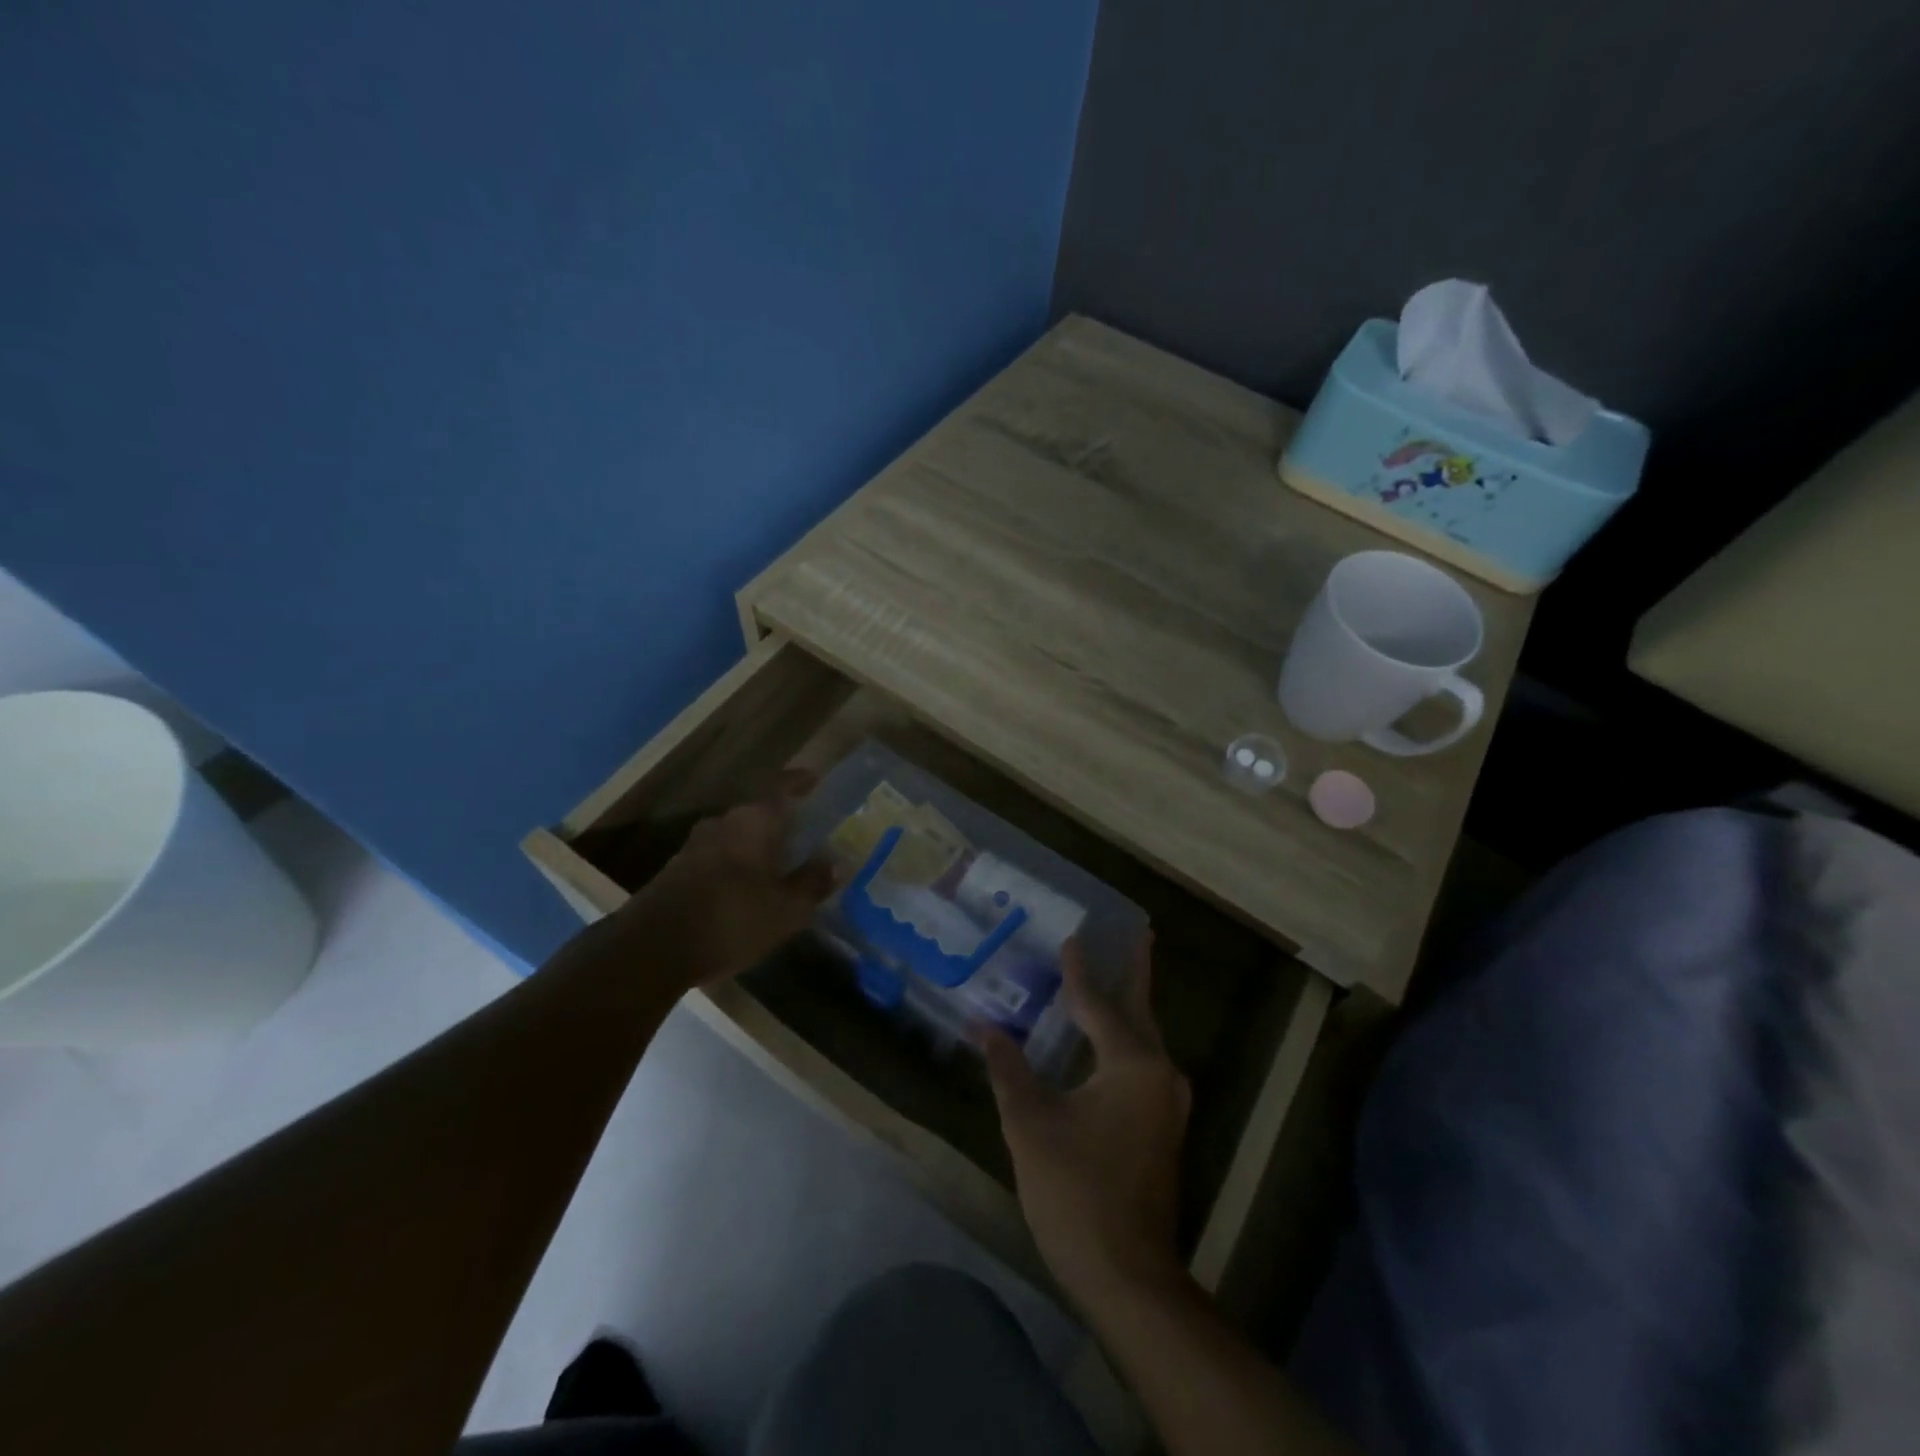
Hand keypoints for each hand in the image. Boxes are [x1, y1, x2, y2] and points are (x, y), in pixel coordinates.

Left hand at [600, 770, 836, 993]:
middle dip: (782, 823)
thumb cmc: (731, 920)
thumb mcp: (786, 909)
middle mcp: (723, 823)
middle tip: (805, 837)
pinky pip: (718, 858)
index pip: (783, 789)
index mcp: (753, 822)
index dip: (801, 783)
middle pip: (759, 814)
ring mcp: (695, 846)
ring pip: (737, 837)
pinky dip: (737, 866)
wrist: (651, 950)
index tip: (816, 780)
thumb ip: (813, 882)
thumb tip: (839, 861)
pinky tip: (746, 890)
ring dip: (757, 848)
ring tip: (778, 866)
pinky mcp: (677, 871)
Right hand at [978, 935, 1191, 1311]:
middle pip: (1140, 1009)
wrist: (1127, 1276)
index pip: (1098, 1003)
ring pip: (1144, 1038)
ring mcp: (1166, 1102)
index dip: (1079, 972)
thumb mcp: (1030, 1124)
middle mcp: (1160, 1073)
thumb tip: (984, 1026)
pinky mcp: (1162, 1126)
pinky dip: (1125, 1039)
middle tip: (1138, 933)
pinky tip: (1106, 1038)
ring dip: (1129, 1005)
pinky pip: (1142, 1063)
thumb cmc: (1075, 1191)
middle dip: (1135, 971)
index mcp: (1132, 1064)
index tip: (1071, 938)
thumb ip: (1008, 1068)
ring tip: (1116, 975)